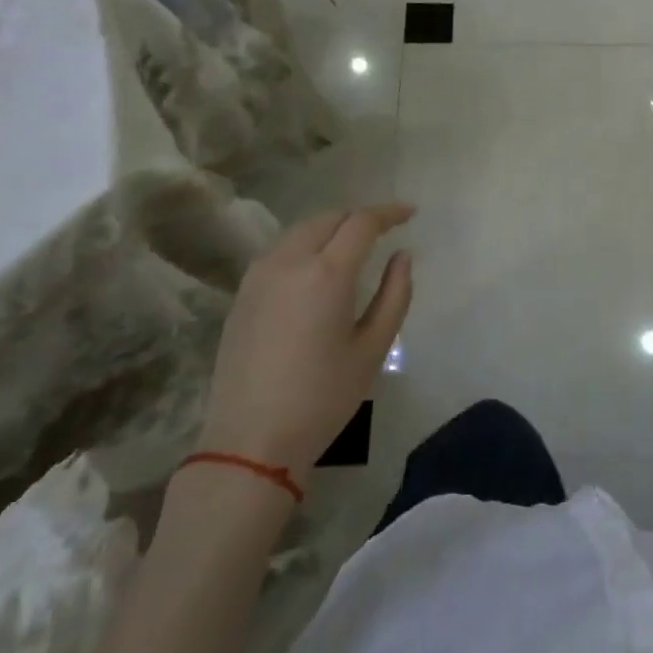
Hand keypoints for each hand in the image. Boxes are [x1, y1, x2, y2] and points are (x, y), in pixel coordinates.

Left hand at [199, 204, 413, 476]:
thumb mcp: (373, 348)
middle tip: (385, 229)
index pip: (361, 222)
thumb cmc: (323, 397)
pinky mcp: (242, 293)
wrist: (251, 440)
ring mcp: (259, 275)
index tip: (410, 213)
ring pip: (301, 231)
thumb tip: (402, 256)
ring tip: (354, 244)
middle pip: (328, 218)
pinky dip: (306, 245)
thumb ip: (395, 294)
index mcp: (327, 273)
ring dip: (331, 228)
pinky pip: (281, 251)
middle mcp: (289, 261)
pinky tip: (318, 267)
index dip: (389, 212)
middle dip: (359, 217)